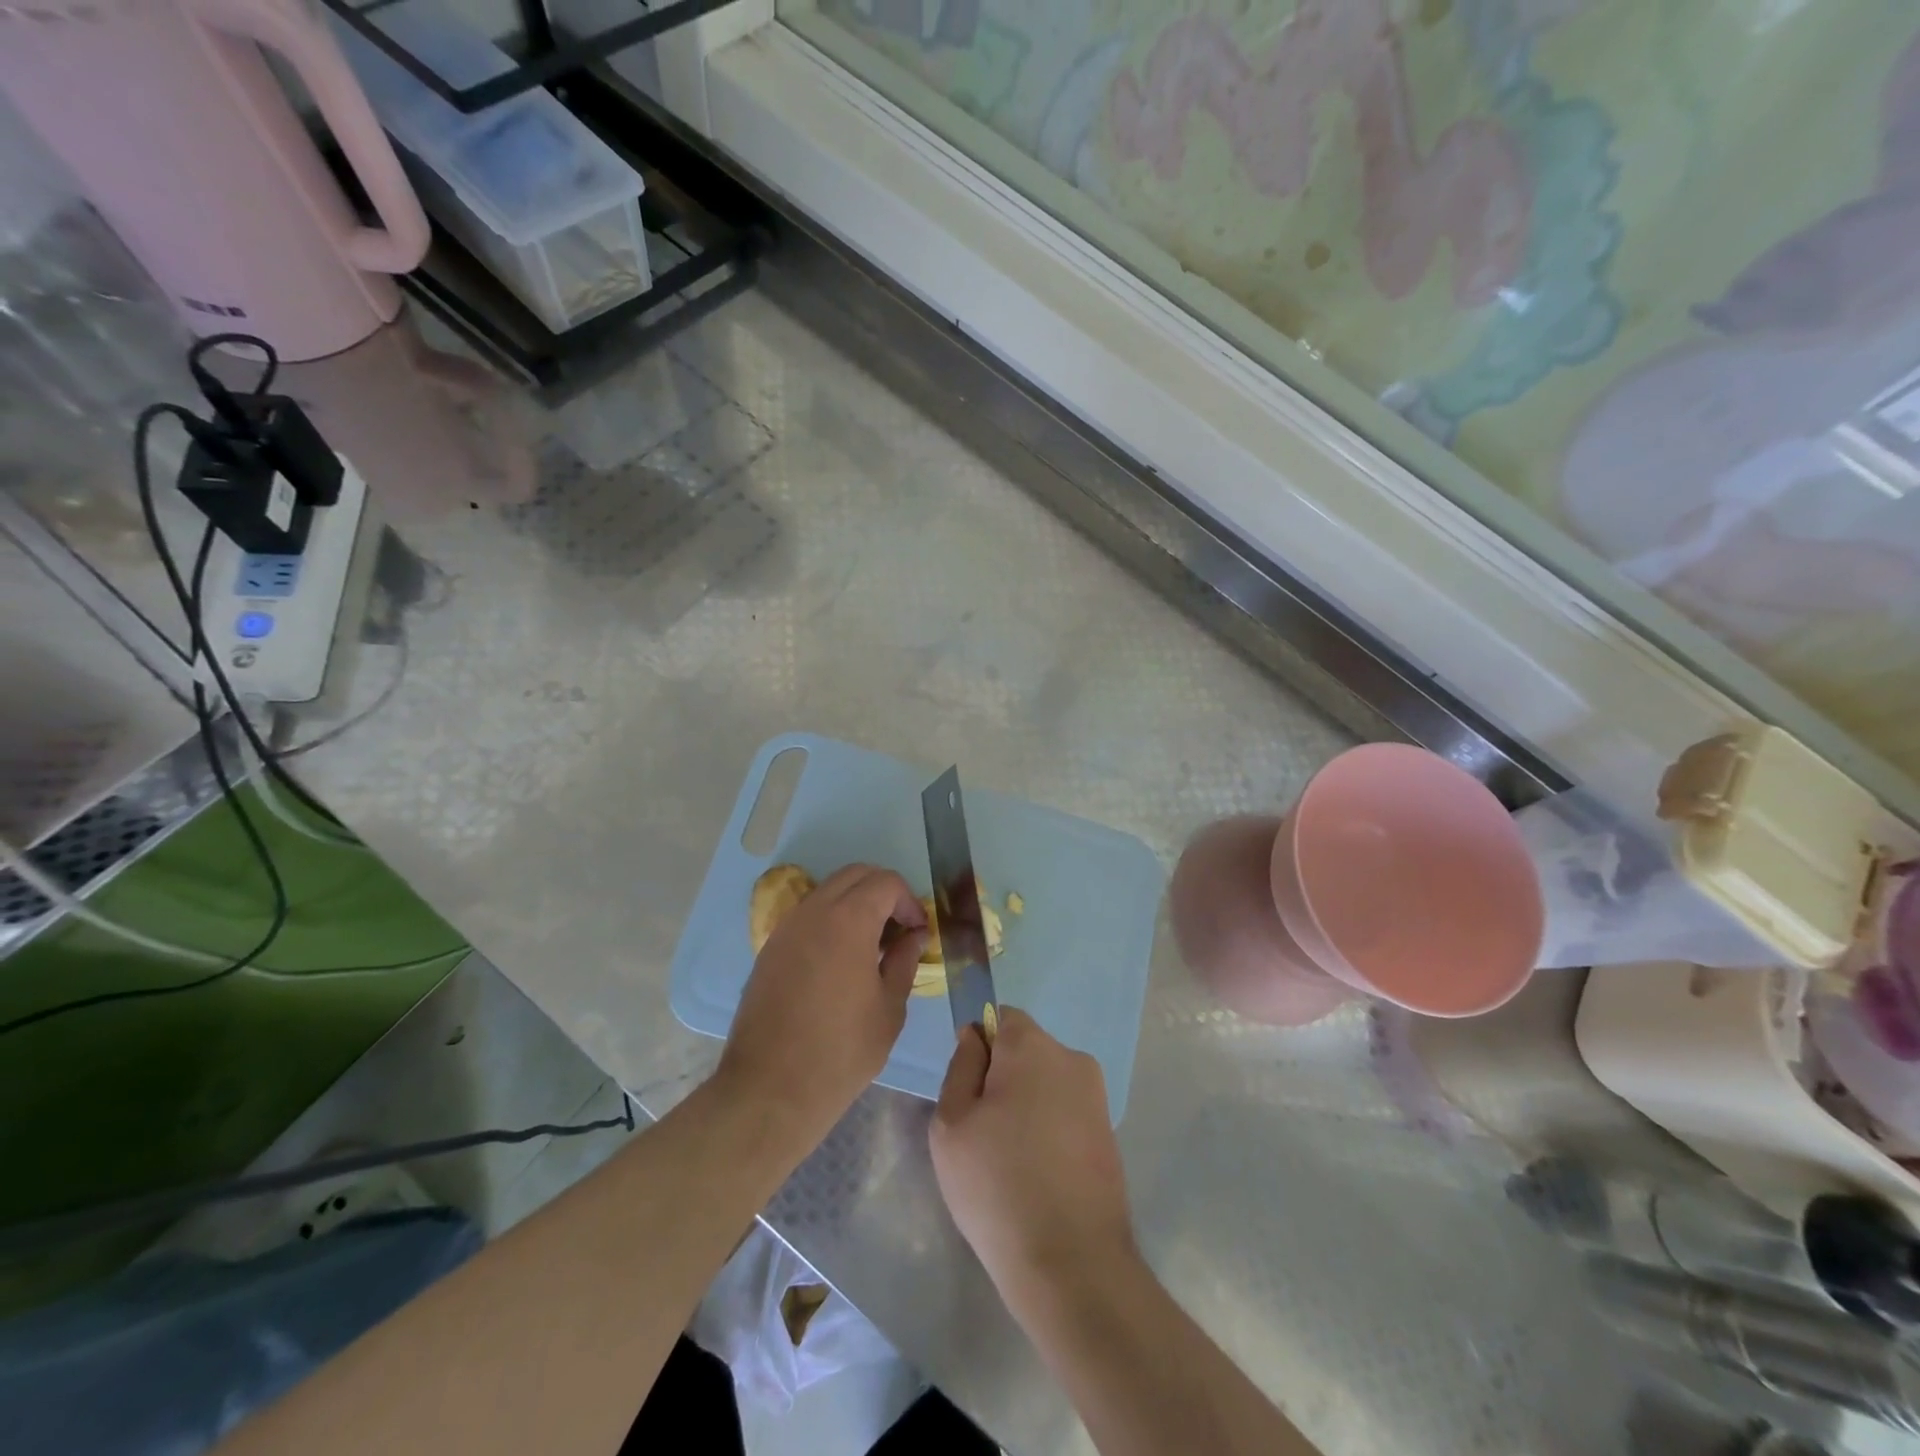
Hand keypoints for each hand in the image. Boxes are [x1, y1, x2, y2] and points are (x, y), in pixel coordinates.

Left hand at [718, 864, 927, 1145]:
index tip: (919, 932)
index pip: (886, 882)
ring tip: (871, 945)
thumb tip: (913, 936)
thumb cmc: (842, 1051)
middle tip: (899, 929)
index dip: (909, 900)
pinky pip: (807, 914)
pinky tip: (840, 959)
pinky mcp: (769, 948)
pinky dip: (831, 919)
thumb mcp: (889, 1008)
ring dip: (855, 903)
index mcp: (848, 920)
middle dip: (883, 892)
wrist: (770, 1089)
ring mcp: (786, 927)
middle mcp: (814, 911)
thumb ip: (904, 961)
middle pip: (855, 875)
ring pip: (828, 891)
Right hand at [930, 1008, 1136, 1310]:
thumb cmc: (997, 1185)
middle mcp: (1072, 1058)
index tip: (968, 1091)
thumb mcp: (952, 1123)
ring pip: (1045, 1083)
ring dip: (1026, 1105)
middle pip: (1025, 1050)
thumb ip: (961, 1067)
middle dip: (1002, 1077)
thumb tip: (974, 1036)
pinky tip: (1036, 1175)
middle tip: (981, 1132)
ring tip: (1008, 1160)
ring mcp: (1097, 1096)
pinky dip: (1048, 1130)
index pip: (1000, 1017)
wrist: (1072, 1264)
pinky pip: (1065, 1112)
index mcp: (1033, 1046)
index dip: (979, 1046)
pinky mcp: (1108, 1133)